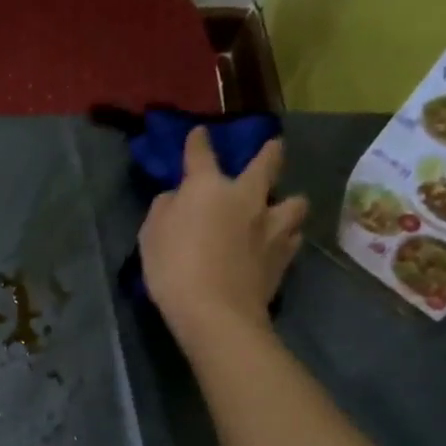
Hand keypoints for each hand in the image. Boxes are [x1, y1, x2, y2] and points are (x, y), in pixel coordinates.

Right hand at [138, 127, 307, 338]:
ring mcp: (270, 225)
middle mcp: (246, 197)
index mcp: (208, 187)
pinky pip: (293, 238)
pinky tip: (281, 244)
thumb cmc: (174, 269)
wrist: (216, 311)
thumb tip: (177, 198)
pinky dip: (287, 238)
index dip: (199, 142)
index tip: (200, 134)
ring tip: (283, 209)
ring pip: (294, 202)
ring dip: (289, 201)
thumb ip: (164, 209)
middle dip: (270, 152)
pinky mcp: (284, 255)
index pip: (201, 154)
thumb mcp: (151, 236)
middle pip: (267, 164)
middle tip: (274, 147)